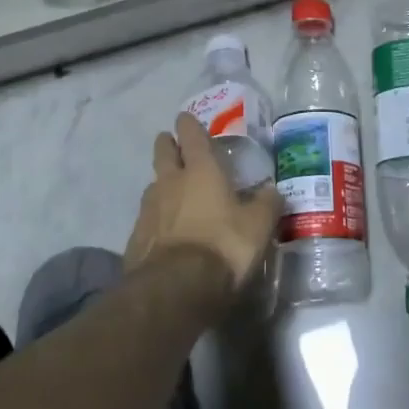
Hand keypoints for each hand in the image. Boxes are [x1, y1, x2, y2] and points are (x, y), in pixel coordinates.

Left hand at [125, 112, 279, 294]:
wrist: (175, 290)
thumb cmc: (223, 247)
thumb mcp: (258, 226)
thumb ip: (266, 204)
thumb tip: (272, 190)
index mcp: (201, 171)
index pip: (191, 136)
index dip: (188, 125)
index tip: (185, 118)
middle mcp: (170, 183)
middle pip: (163, 154)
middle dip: (167, 145)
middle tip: (171, 143)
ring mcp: (148, 211)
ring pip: (152, 186)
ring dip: (161, 183)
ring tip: (170, 189)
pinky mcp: (136, 239)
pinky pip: (146, 219)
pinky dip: (155, 218)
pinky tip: (163, 230)